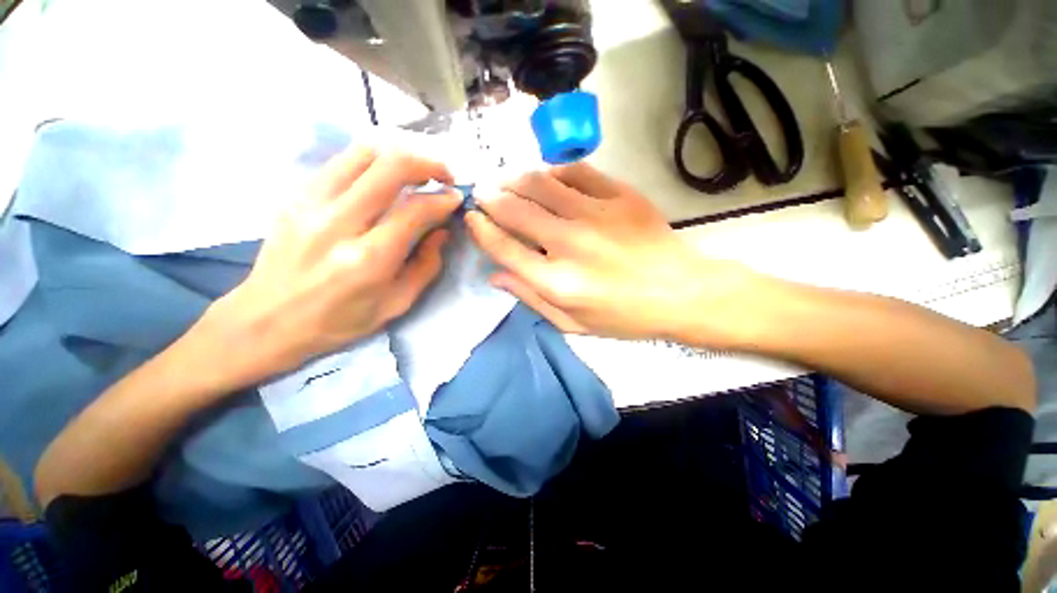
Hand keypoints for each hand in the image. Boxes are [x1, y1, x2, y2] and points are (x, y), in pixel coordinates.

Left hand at [202, 147, 460, 384]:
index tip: (455, 198)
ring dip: (399, 156)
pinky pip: (342, 161)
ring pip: (363, 152)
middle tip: (442, 175)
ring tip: (416, 171)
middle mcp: (339, 222)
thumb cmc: (340, 320)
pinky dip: (372, 162)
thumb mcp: (397, 303)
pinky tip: (383, 179)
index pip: (415, 210)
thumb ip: (426, 265)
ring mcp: (312, 203)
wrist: (268, 319)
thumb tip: (441, 230)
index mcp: (369, 258)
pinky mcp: (297, 195)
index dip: (443, 199)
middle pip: (390, 167)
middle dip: (427, 164)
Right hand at [465, 163, 760, 345]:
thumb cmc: (623, 316)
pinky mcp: (619, 196)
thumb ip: (531, 299)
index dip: (481, 230)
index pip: (504, 248)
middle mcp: (570, 244)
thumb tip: (496, 276)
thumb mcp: (572, 323)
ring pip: (540, 183)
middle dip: (491, 197)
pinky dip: (554, 171)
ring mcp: (596, 215)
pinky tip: (547, 176)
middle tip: (483, 192)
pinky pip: (577, 172)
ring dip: (515, 178)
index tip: (472, 218)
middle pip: (516, 210)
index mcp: (557, 282)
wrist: (679, 292)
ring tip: (506, 179)